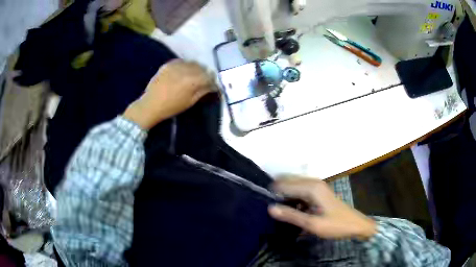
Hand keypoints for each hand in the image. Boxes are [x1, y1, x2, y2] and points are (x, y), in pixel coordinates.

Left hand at [123, 59, 215, 129]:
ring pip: (192, 63)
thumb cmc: (171, 107)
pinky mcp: (168, 64)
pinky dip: (185, 66)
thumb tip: (213, 85)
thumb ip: (203, 91)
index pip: (209, 76)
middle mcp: (186, 69)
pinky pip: (181, 61)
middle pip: (202, 67)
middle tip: (203, 81)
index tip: (212, 85)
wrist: (151, 104)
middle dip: (204, 73)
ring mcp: (176, 65)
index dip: (212, 80)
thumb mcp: (190, 102)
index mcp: (193, 80)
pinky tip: (182, 72)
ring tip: (192, 76)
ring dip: (195, 68)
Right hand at [269, 178, 375, 239]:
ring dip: (284, 195)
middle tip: (270, 207)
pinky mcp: (318, 191)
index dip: (273, 193)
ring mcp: (316, 186)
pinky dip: (292, 197)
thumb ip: (291, 216)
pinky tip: (290, 209)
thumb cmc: (336, 225)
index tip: (263, 204)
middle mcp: (313, 182)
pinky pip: (300, 190)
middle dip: (277, 191)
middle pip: (288, 181)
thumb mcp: (312, 224)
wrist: (355, 225)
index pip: (284, 184)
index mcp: (312, 188)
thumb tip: (270, 208)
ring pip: (293, 185)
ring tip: (277, 209)